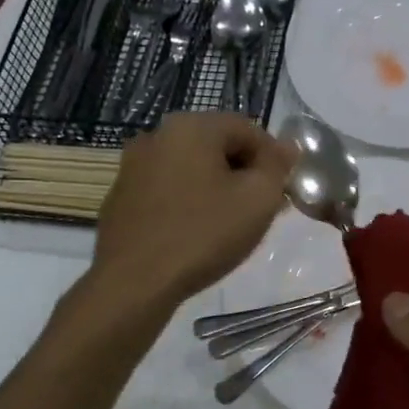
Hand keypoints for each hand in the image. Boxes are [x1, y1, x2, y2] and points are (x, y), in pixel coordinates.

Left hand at [93, 113, 295, 307]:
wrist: (133, 282)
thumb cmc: (202, 235)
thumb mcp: (257, 199)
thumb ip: (277, 167)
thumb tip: (287, 147)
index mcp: (191, 126)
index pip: (248, 129)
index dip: (274, 158)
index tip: (284, 191)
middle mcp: (157, 135)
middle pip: (217, 146)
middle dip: (245, 173)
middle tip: (263, 209)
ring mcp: (133, 166)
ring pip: (192, 168)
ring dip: (217, 188)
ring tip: (232, 224)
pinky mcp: (121, 197)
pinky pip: (168, 190)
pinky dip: (189, 203)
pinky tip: (197, 234)